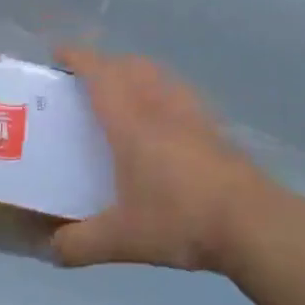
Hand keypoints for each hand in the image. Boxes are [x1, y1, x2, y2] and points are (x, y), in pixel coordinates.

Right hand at [53, 47, 304, 272]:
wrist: (254, 224)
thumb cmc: (180, 219)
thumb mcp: (121, 239)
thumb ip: (79, 244)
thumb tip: (51, 250)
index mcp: (130, 121)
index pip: (99, 73)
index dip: (77, 57)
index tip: (58, 53)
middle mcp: (160, 107)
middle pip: (131, 65)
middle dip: (106, 64)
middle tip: (86, 82)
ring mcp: (193, 116)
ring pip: (161, 76)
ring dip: (138, 74)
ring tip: (124, 98)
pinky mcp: (216, 130)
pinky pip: (182, 96)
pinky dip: (164, 95)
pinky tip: (165, 126)